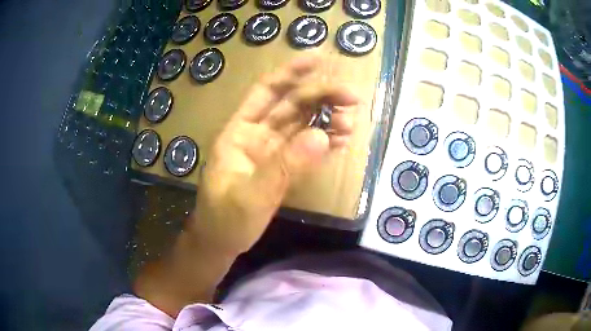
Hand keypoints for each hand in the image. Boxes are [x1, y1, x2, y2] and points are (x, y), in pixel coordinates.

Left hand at [187, 56, 359, 255]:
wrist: (221, 243)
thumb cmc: (224, 220)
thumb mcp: (249, 196)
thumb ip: (283, 167)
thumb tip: (323, 136)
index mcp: (239, 133)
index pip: (266, 92)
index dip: (291, 73)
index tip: (318, 59)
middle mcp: (257, 136)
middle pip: (292, 106)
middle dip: (322, 96)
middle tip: (352, 97)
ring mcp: (273, 152)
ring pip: (304, 125)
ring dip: (328, 118)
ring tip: (351, 122)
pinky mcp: (284, 168)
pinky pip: (308, 148)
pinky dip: (326, 141)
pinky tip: (343, 140)